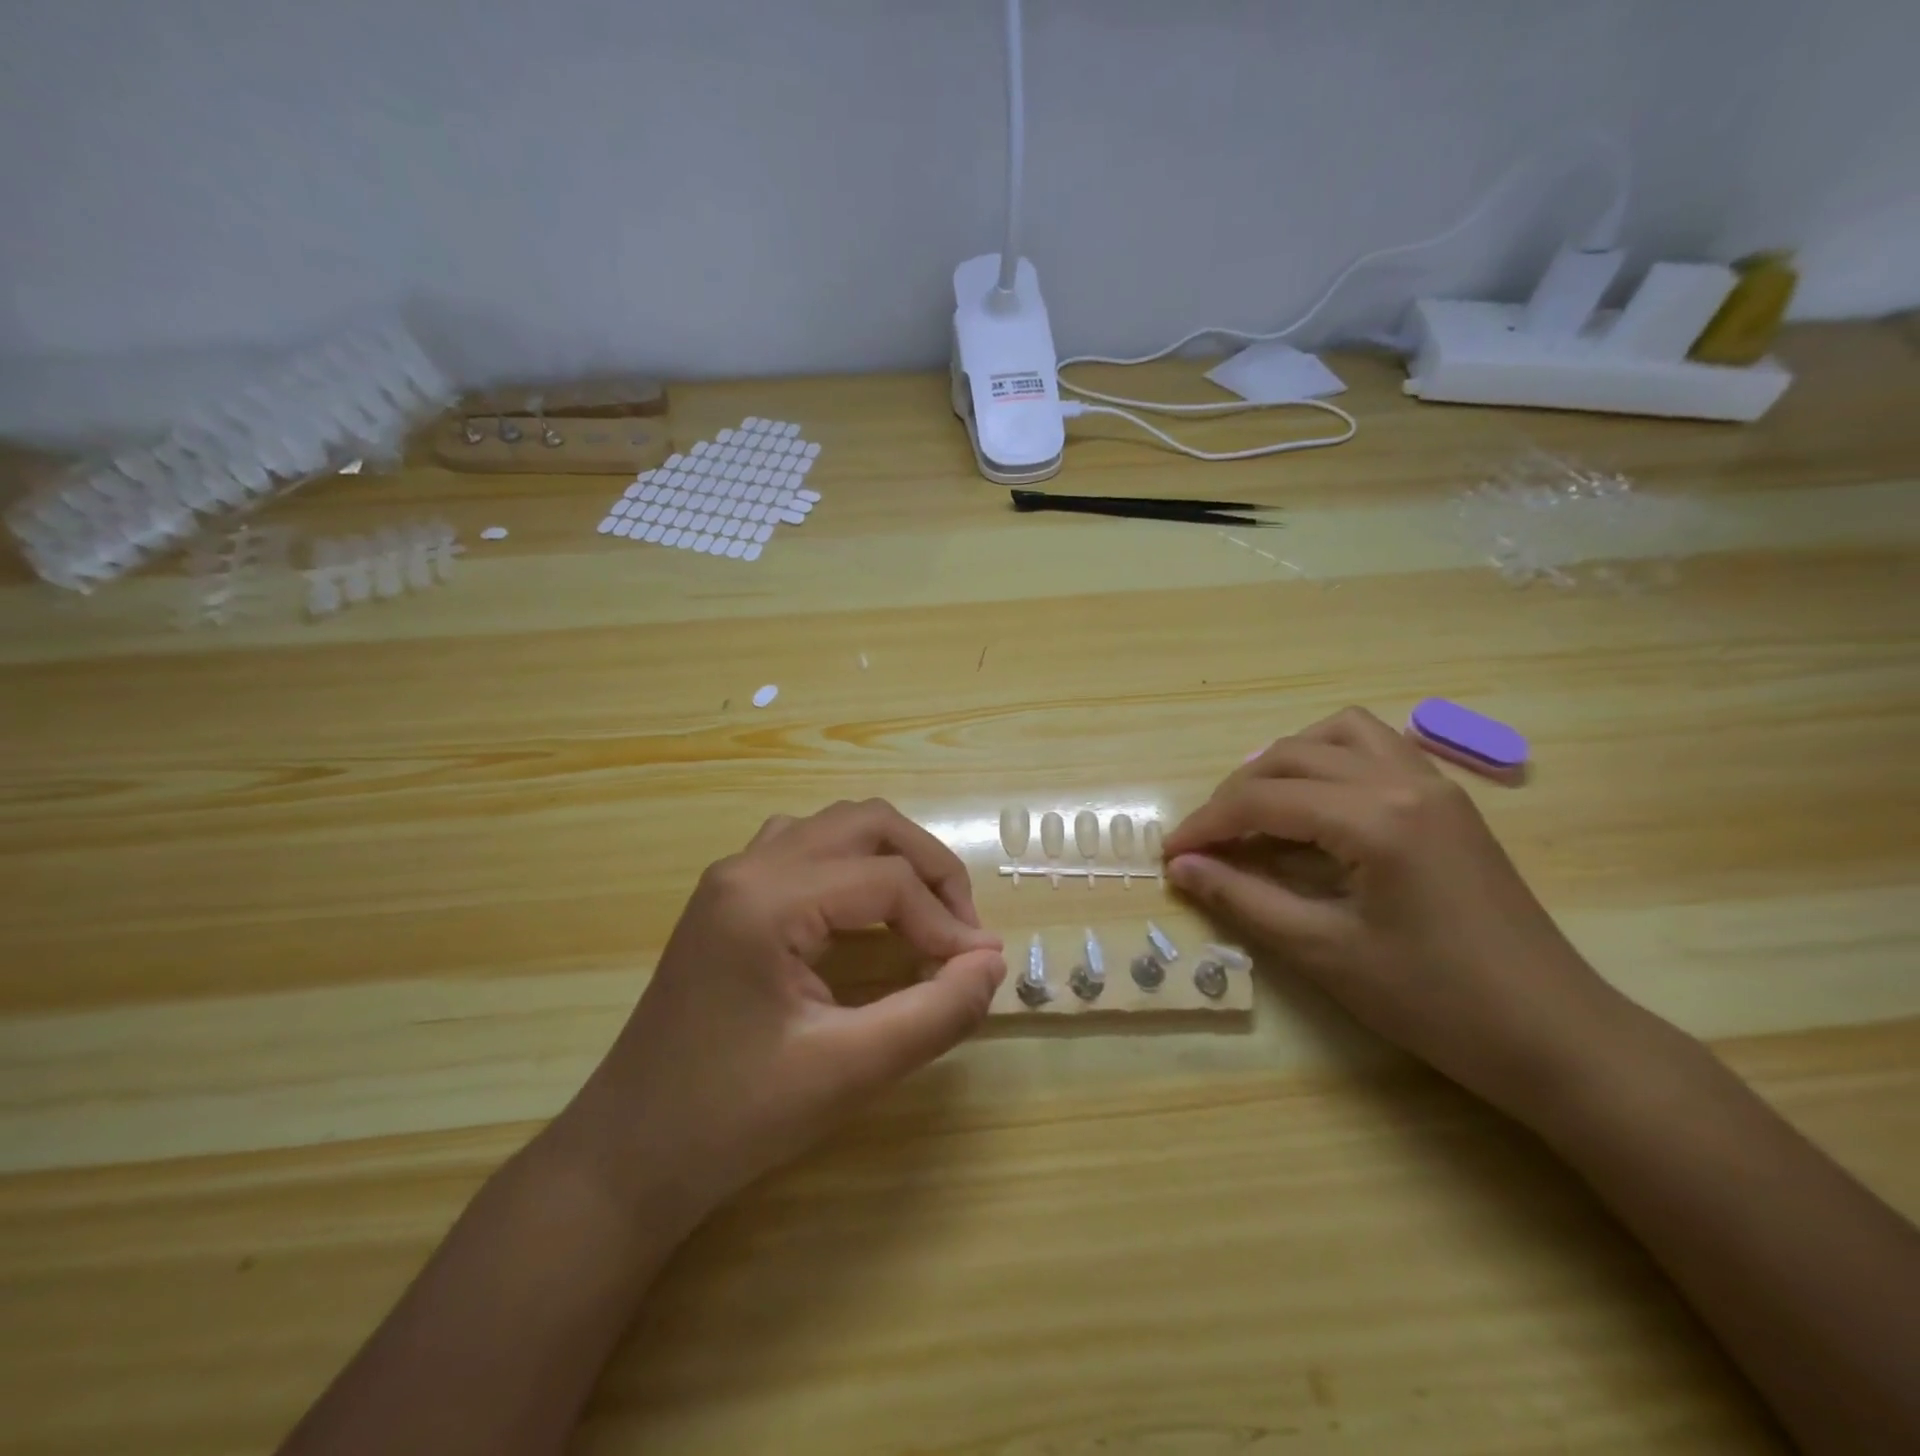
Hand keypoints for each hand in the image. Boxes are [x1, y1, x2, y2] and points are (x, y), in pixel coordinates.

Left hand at [557, 800, 1004, 1224]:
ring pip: (836, 826)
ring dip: (892, 858)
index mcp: (766, 899)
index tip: (977, 973)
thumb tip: (992, 965)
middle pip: (866, 823)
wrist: (629, 1156)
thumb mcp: (847, 1072)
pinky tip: (865, 916)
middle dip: (928, 867)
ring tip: (925, 916)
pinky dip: (854, 867)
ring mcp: (733, 876)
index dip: (946, 923)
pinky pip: (807, 848)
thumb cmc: (733, 1119)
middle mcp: (748, 866)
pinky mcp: (730, 896)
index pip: (887, 880)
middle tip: (961, 930)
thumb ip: (933, 1015)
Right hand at [1164, 708, 1630, 1118]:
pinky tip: (1317, 806)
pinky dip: (1330, 760)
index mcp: (1375, 818)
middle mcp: (1404, 780)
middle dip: (1236, 792)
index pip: (1264, 800)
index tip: (1170, 854)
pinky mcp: (1449, 801)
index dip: (1207, 825)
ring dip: (1285, 761)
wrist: (1554, 1035)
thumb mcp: (1324, 953)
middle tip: (1209, 841)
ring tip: (1259, 808)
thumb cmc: (1435, 1000)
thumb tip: (1182, 869)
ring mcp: (1435, 784)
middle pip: (1292, 756)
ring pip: (1338, 733)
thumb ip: (1244, 900)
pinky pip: (1376, 749)